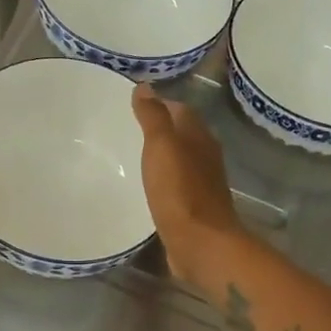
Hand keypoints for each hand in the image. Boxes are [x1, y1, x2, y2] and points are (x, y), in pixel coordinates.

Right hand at [131, 84, 239, 280]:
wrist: (201, 243)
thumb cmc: (180, 190)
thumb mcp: (162, 146)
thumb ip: (153, 116)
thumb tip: (144, 86)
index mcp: (199, 136)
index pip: (180, 109)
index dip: (159, 104)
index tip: (132, 105)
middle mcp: (204, 156)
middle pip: (181, 134)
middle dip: (159, 129)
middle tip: (126, 129)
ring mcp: (201, 183)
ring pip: (179, 160)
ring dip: (161, 156)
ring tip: (130, 155)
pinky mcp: (193, 208)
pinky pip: (175, 185)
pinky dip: (162, 180)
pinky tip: (145, 186)